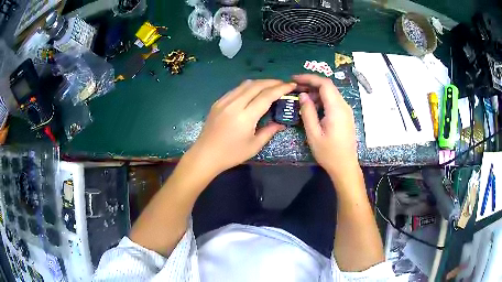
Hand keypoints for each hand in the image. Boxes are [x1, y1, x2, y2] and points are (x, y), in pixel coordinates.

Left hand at [185, 79, 295, 175]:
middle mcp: (234, 104)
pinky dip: (248, 87)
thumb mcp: (254, 146)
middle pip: (256, 85)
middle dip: (272, 82)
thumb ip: (269, 131)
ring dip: (260, 82)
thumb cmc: (231, 154)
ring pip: (245, 84)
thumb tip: (282, 123)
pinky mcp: (218, 102)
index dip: (281, 88)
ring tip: (271, 86)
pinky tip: (253, 92)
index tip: (291, 85)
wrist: (205, 155)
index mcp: (245, 116)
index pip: (266, 96)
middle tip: (283, 84)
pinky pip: (236, 89)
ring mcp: (224, 101)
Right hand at [293, 74, 357, 177]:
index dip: (309, 78)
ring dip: (316, 92)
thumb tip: (302, 95)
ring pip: (331, 93)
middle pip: (328, 87)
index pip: (324, 84)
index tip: (294, 79)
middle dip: (311, 84)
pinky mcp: (345, 116)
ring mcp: (346, 111)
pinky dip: (322, 100)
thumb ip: (307, 112)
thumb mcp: (313, 134)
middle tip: (295, 88)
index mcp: (336, 109)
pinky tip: (312, 107)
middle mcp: (344, 106)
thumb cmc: (328, 153)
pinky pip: (333, 101)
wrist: (345, 166)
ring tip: (301, 98)